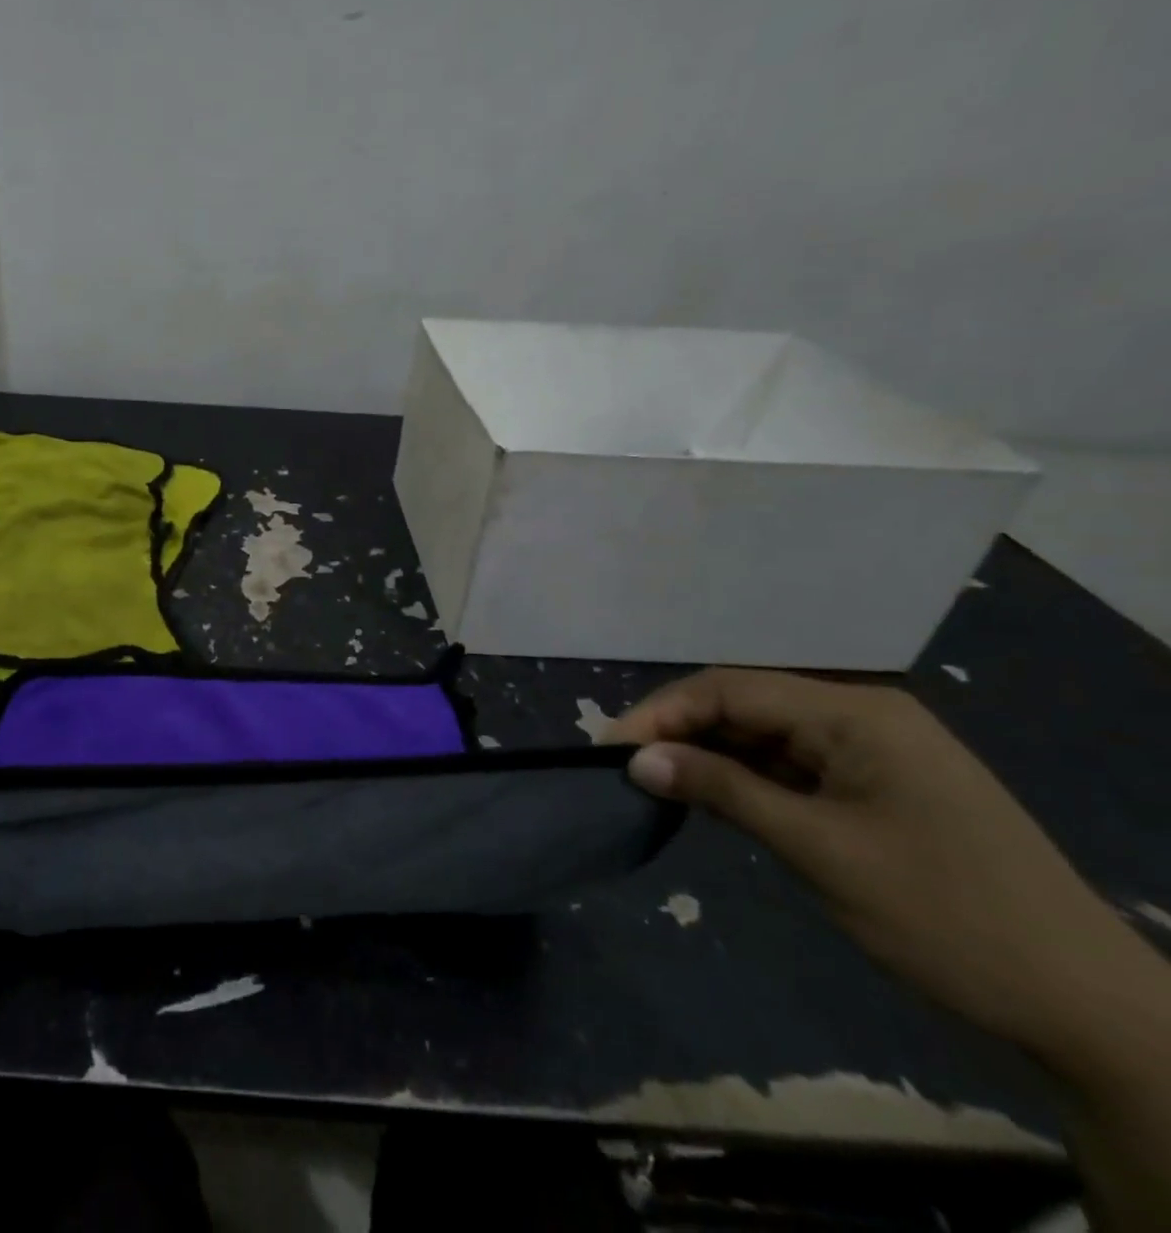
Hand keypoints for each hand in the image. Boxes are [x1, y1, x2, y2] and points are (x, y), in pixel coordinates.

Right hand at [613, 669, 1146, 1059]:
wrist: (1085, 1007)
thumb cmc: (944, 915)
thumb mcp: (818, 849)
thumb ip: (722, 790)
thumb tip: (635, 759)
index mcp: (856, 713)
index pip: (730, 689)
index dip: (662, 713)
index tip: (610, 748)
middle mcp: (862, 715)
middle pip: (744, 704)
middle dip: (680, 730)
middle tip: (626, 766)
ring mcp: (873, 750)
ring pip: (763, 734)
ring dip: (710, 755)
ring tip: (658, 782)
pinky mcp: (876, 785)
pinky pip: (791, 764)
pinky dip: (746, 778)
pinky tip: (714, 798)